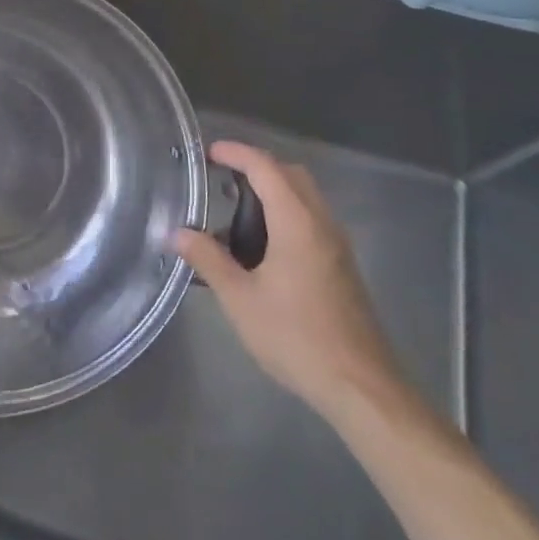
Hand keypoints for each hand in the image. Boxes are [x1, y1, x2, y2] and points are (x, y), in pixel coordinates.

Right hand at [174, 141, 405, 420]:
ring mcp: (336, 245)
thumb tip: (178, 232)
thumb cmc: (296, 337)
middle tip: (220, 178)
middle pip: (291, 174)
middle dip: (256, 166)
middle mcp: (322, 224)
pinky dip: (284, 213)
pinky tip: (260, 246)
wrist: (361, 387)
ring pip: (305, 197)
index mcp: (297, 222)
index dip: (236, 153)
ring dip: (272, 190)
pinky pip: (311, 219)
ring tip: (233, 211)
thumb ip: (208, 259)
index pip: (266, 168)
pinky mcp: (341, 266)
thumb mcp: (240, 299)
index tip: (208, 152)